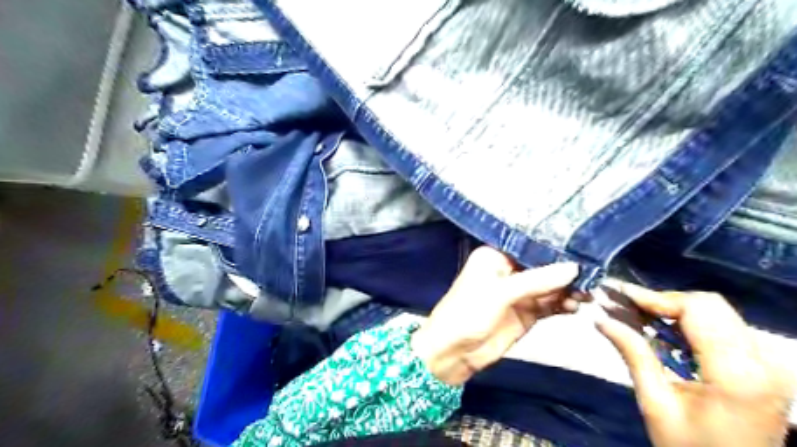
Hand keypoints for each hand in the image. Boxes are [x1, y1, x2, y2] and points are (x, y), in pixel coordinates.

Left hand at [412, 247, 579, 384]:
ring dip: (568, 289)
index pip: (529, 245)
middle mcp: (509, 270)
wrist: (454, 352)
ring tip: (587, 293)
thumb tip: (573, 268)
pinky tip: (576, 306)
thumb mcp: (500, 293)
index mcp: (495, 256)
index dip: (553, 247)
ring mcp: (519, 293)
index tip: (582, 247)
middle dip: (565, 270)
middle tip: (592, 274)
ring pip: (550, 286)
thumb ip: (537, 280)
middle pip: (543, 266)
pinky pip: (550, 304)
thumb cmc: (469, 313)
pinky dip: (563, 304)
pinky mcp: (526, 313)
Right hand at [594, 282, 792, 445]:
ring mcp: (769, 365)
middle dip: (664, 301)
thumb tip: (601, 319)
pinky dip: (691, 323)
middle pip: (710, 305)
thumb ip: (634, 354)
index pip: (698, 309)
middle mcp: (763, 363)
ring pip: (717, 312)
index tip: (620, 295)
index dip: (656, 297)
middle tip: (627, 307)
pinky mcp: (764, 368)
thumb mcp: (655, 404)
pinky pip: (724, 327)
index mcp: (738, 375)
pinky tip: (666, 335)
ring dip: (675, 310)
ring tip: (640, 318)